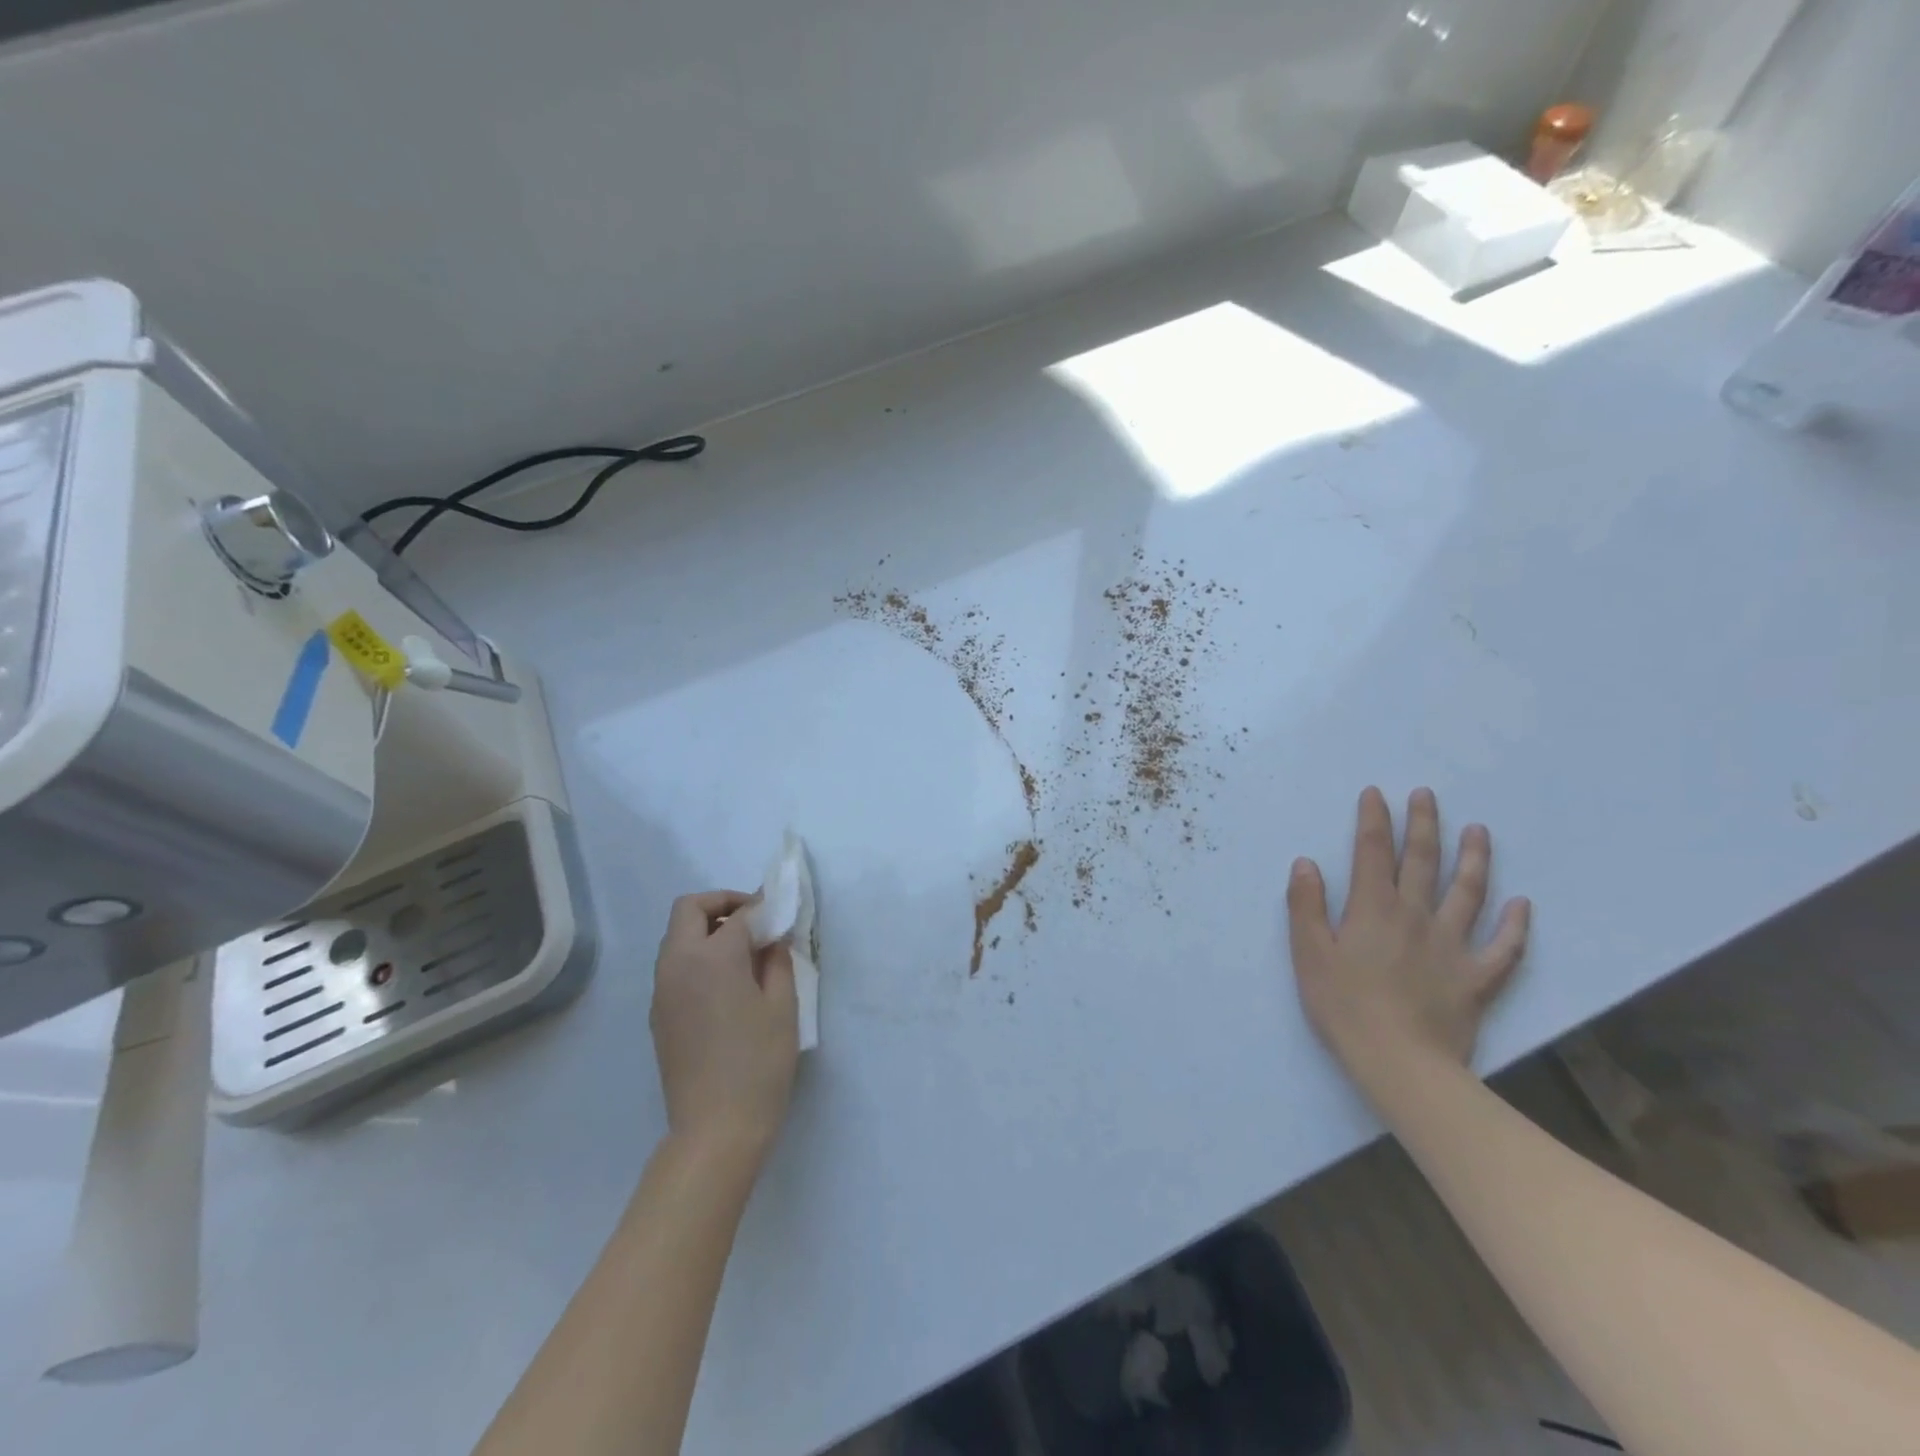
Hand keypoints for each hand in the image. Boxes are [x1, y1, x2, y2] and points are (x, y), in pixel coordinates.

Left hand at [651, 891, 798, 1165]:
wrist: (716, 1128)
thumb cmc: (759, 1063)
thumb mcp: (782, 1006)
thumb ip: (777, 960)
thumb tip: (772, 938)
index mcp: (712, 956)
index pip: (738, 914)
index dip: (762, 907)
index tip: (782, 914)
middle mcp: (678, 963)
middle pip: (690, 909)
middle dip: (722, 904)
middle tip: (755, 922)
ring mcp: (662, 989)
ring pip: (677, 936)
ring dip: (707, 930)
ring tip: (745, 954)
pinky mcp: (658, 1013)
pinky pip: (674, 965)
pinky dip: (697, 956)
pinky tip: (726, 984)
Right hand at [1286, 787, 1529, 1097]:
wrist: (1400, 1061)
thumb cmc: (1344, 1005)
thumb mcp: (1309, 953)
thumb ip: (1306, 905)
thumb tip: (1307, 863)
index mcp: (1372, 908)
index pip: (1372, 852)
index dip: (1374, 820)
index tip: (1376, 794)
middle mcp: (1415, 916)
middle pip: (1422, 861)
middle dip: (1423, 825)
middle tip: (1427, 796)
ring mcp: (1453, 945)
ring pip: (1468, 893)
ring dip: (1473, 859)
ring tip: (1478, 831)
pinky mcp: (1477, 977)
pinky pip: (1504, 947)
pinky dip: (1515, 925)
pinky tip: (1521, 905)